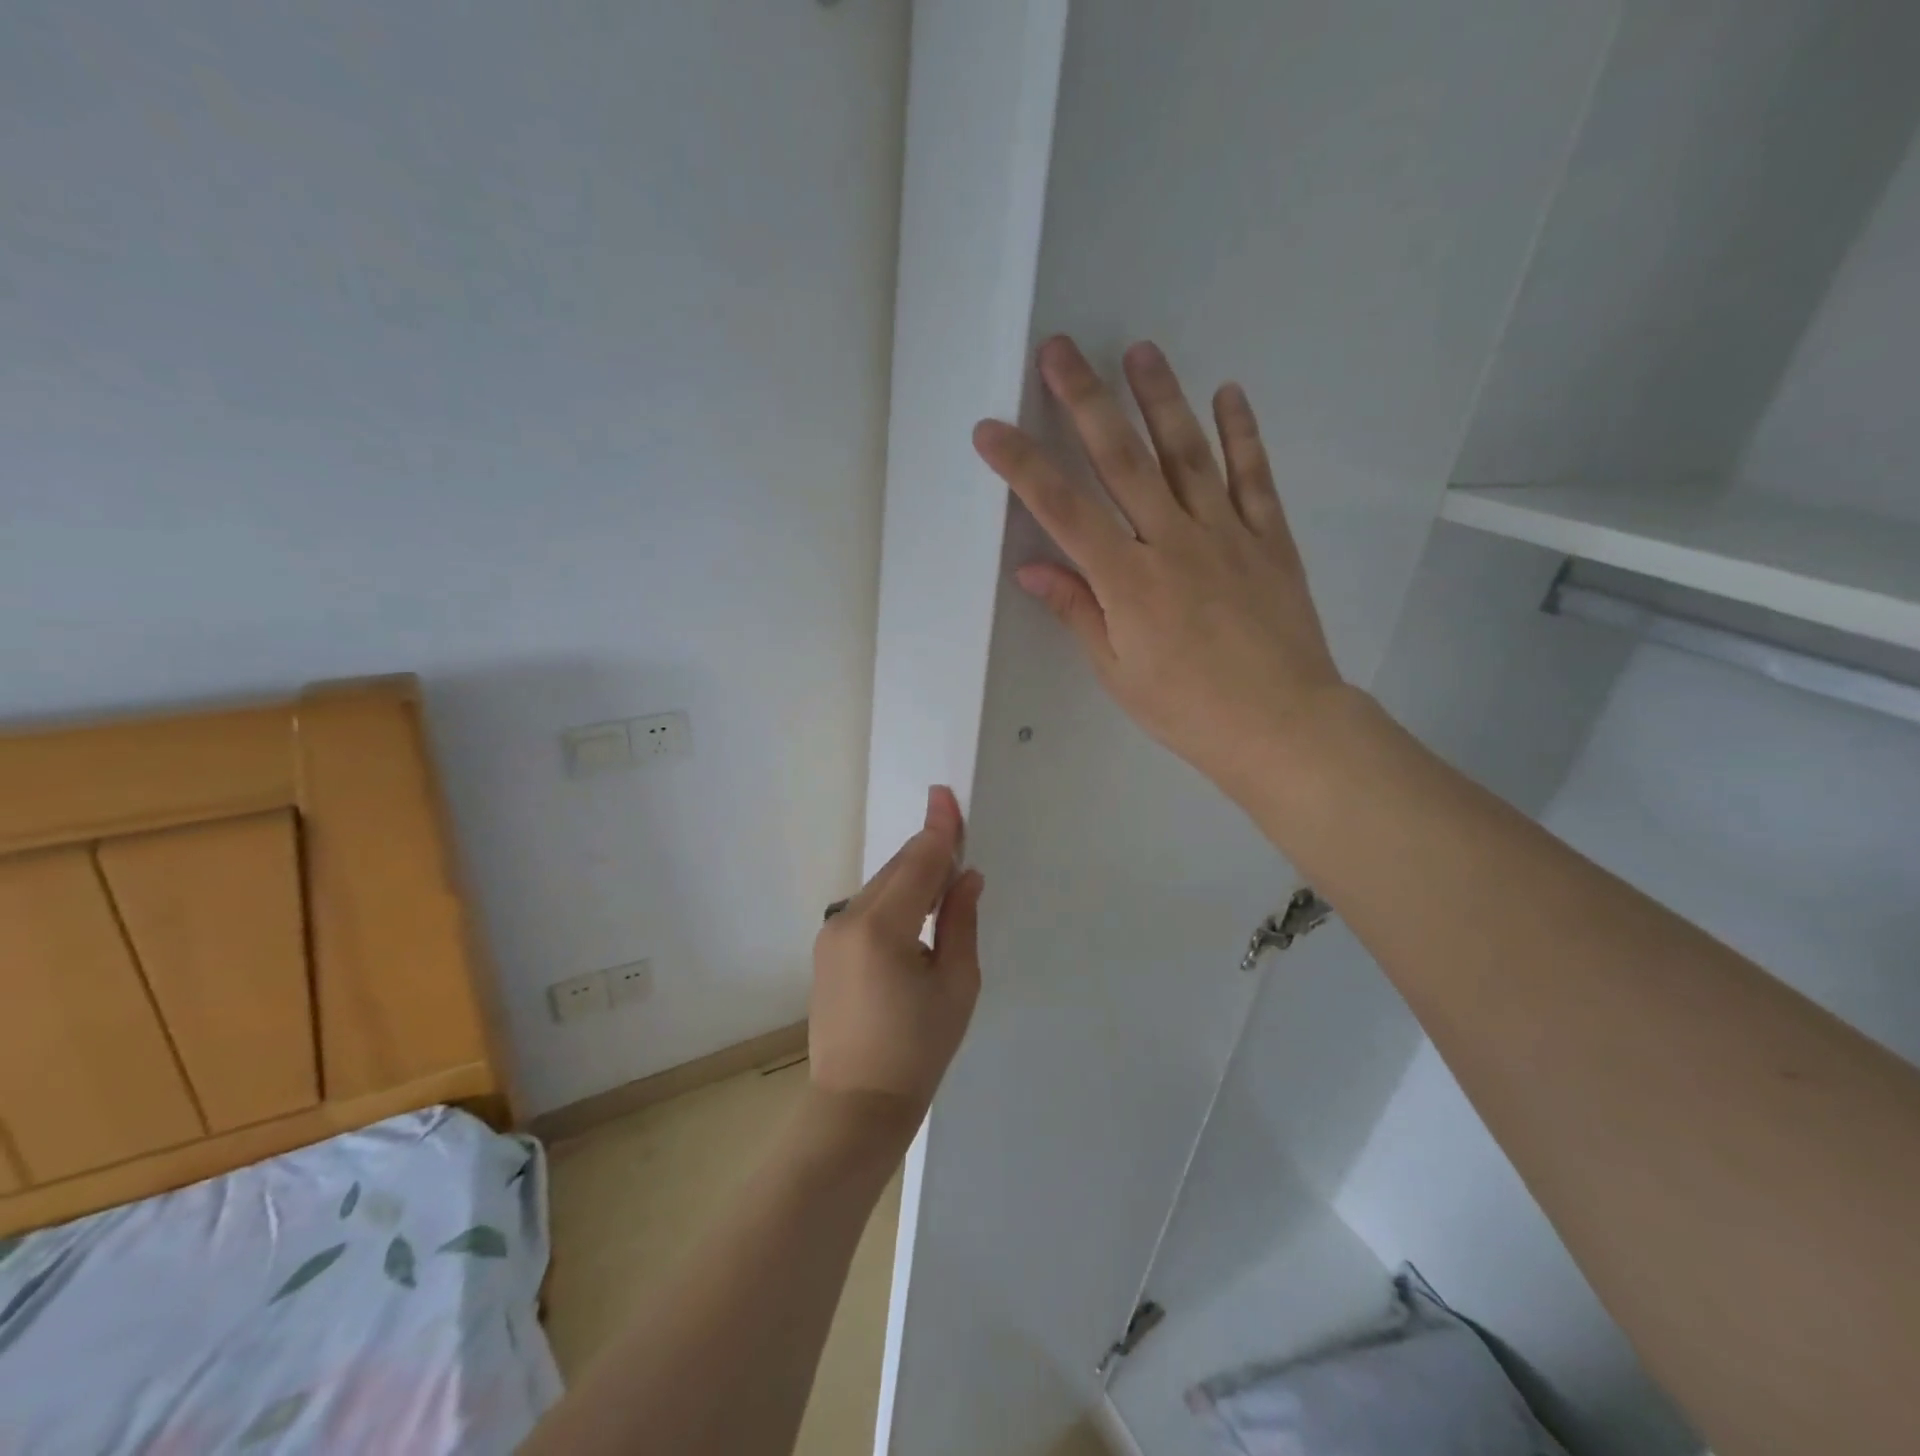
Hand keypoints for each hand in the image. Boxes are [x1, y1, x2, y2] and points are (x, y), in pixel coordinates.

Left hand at [809, 786, 982, 1120]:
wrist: (856, 1105)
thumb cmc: (918, 1050)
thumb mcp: (957, 985)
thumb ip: (960, 921)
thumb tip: (966, 878)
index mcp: (882, 928)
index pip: (917, 862)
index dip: (938, 828)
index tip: (945, 794)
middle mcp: (848, 920)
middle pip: (897, 869)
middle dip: (929, 852)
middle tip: (961, 845)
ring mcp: (831, 934)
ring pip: (882, 887)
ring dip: (914, 877)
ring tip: (946, 887)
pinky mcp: (827, 949)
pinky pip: (869, 908)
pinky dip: (896, 900)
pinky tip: (917, 915)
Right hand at [972, 336, 1346, 799]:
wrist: (1281, 725)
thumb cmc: (1187, 709)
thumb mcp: (1118, 672)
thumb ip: (1077, 611)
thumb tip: (1030, 567)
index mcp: (1127, 581)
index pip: (1063, 510)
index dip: (1022, 466)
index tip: (991, 429)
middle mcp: (1172, 542)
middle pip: (1122, 460)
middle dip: (1085, 401)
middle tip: (1060, 349)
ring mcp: (1226, 533)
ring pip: (1187, 452)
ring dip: (1160, 398)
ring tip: (1139, 350)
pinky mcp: (1269, 538)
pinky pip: (1253, 475)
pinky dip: (1241, 432)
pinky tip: (1228, 393)